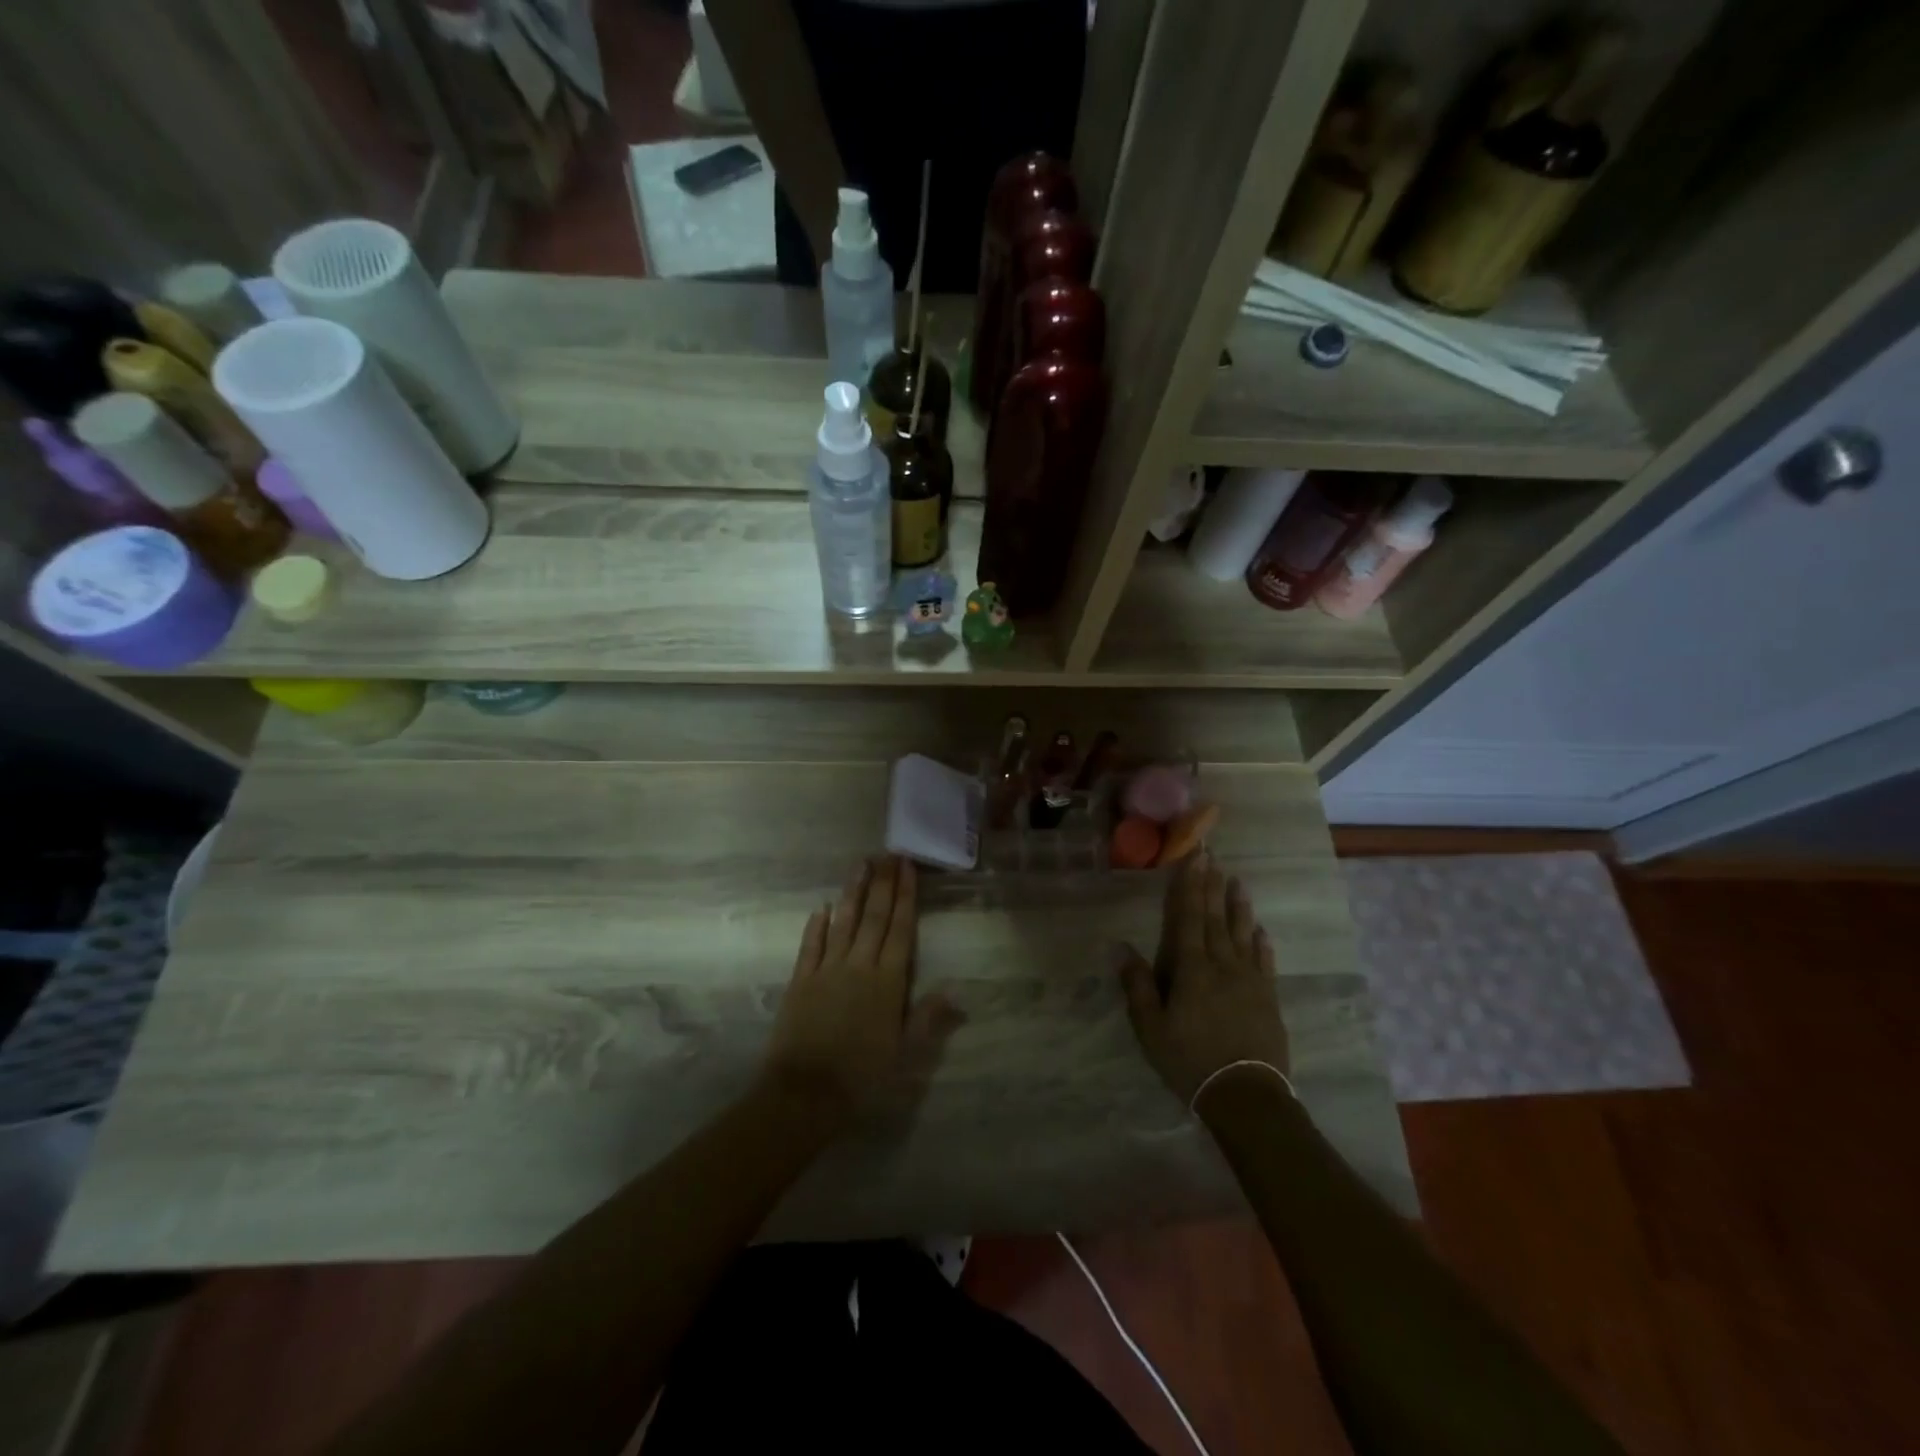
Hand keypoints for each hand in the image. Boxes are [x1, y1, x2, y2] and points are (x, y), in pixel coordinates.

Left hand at [762, 857, 962, 1129]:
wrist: (806, 1091)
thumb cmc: (863, 1074)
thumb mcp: (905, 1052)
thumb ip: (928, 1018)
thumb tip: (956, 992)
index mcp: (887, 981)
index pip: (900, 929)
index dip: (906, 896)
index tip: (907, 867)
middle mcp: (859, 965)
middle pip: (874, 917)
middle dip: (883, 883)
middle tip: (888, 853)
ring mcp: (827, 969)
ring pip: (843, 922)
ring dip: (853, 892)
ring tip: (860, 864)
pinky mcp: (800, 980)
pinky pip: (811, 945)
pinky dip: (817, 924)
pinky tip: (822, 907)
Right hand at [1115, 850, 1290, 1105]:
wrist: (1246, 1095)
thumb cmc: (1190, 1060)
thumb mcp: (1151, 1028)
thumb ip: (1137, 985)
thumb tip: (1119, 946)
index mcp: (1191, 969)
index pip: (1187, 919)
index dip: (1188, 888)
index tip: (1193, 859)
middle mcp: (1222, 965)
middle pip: (1214, 919)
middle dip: (1211, 887)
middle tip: (1213, 858)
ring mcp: (1249, 980)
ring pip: (1242, 934)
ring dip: (1238, 907)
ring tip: (1238, 882)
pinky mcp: (1268, 998)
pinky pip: (1265, 962)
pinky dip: (1262, 943)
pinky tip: (1261, 930)